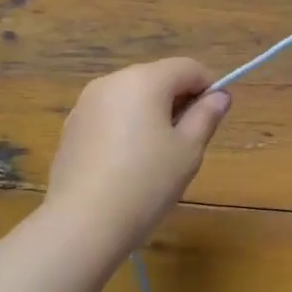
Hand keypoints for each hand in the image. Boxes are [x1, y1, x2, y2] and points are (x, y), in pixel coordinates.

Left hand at [44, 58, 231, 255]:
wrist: (82, 223)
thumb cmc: (146, 182)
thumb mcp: (188, 150)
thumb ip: (206, 116)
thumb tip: (220, 96)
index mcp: (144, 80)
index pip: (187, 67)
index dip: (208, 87)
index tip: (213, 117)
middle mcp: (112, 81)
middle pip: (157, 78)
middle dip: (178, 100)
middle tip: (188, 140)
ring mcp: (86, 104)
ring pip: (131, 96)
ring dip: (151, 113)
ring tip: (157, 155)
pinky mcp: (72, 127)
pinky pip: (109, 115)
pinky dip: (126, 127)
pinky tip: (127, 164)